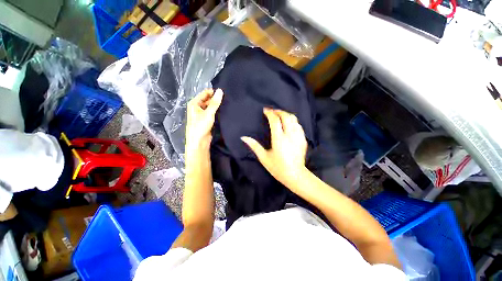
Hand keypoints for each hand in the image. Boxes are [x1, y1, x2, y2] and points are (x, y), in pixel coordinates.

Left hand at [186, 88, 223, 149]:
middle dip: (216, 99)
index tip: (224, 92)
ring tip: (227, 103)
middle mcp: (197, 107)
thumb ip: (215, 102)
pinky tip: (224, 110)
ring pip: (210, 106)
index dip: (213, 92)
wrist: (199, 141)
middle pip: (207, 100)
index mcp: (194, 103)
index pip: (205, 93)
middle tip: (227, 98)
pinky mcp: (206, 119)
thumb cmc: (201, 126)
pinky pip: (212, 112)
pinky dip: (217, 111)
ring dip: (217, 105)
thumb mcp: (209, 113)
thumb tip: (220, 91)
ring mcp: (202, 114)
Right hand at [241, 108, 307, 186]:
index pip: (275, 121)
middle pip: (286, 116)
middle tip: (272, 112)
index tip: (265, 110)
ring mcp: (298, 136)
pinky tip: (288, 124)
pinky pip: (298, 125)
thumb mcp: (264, 158)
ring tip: (279, 116)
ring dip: (286, 115)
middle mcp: (290, 135)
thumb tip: (243, 137)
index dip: (270, 113)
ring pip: (294, 119)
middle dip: (279, 111)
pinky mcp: (303, 139)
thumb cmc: (277, 167)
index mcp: (279, 139)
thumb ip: (254, 146)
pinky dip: (292, 121)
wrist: (295, 175)